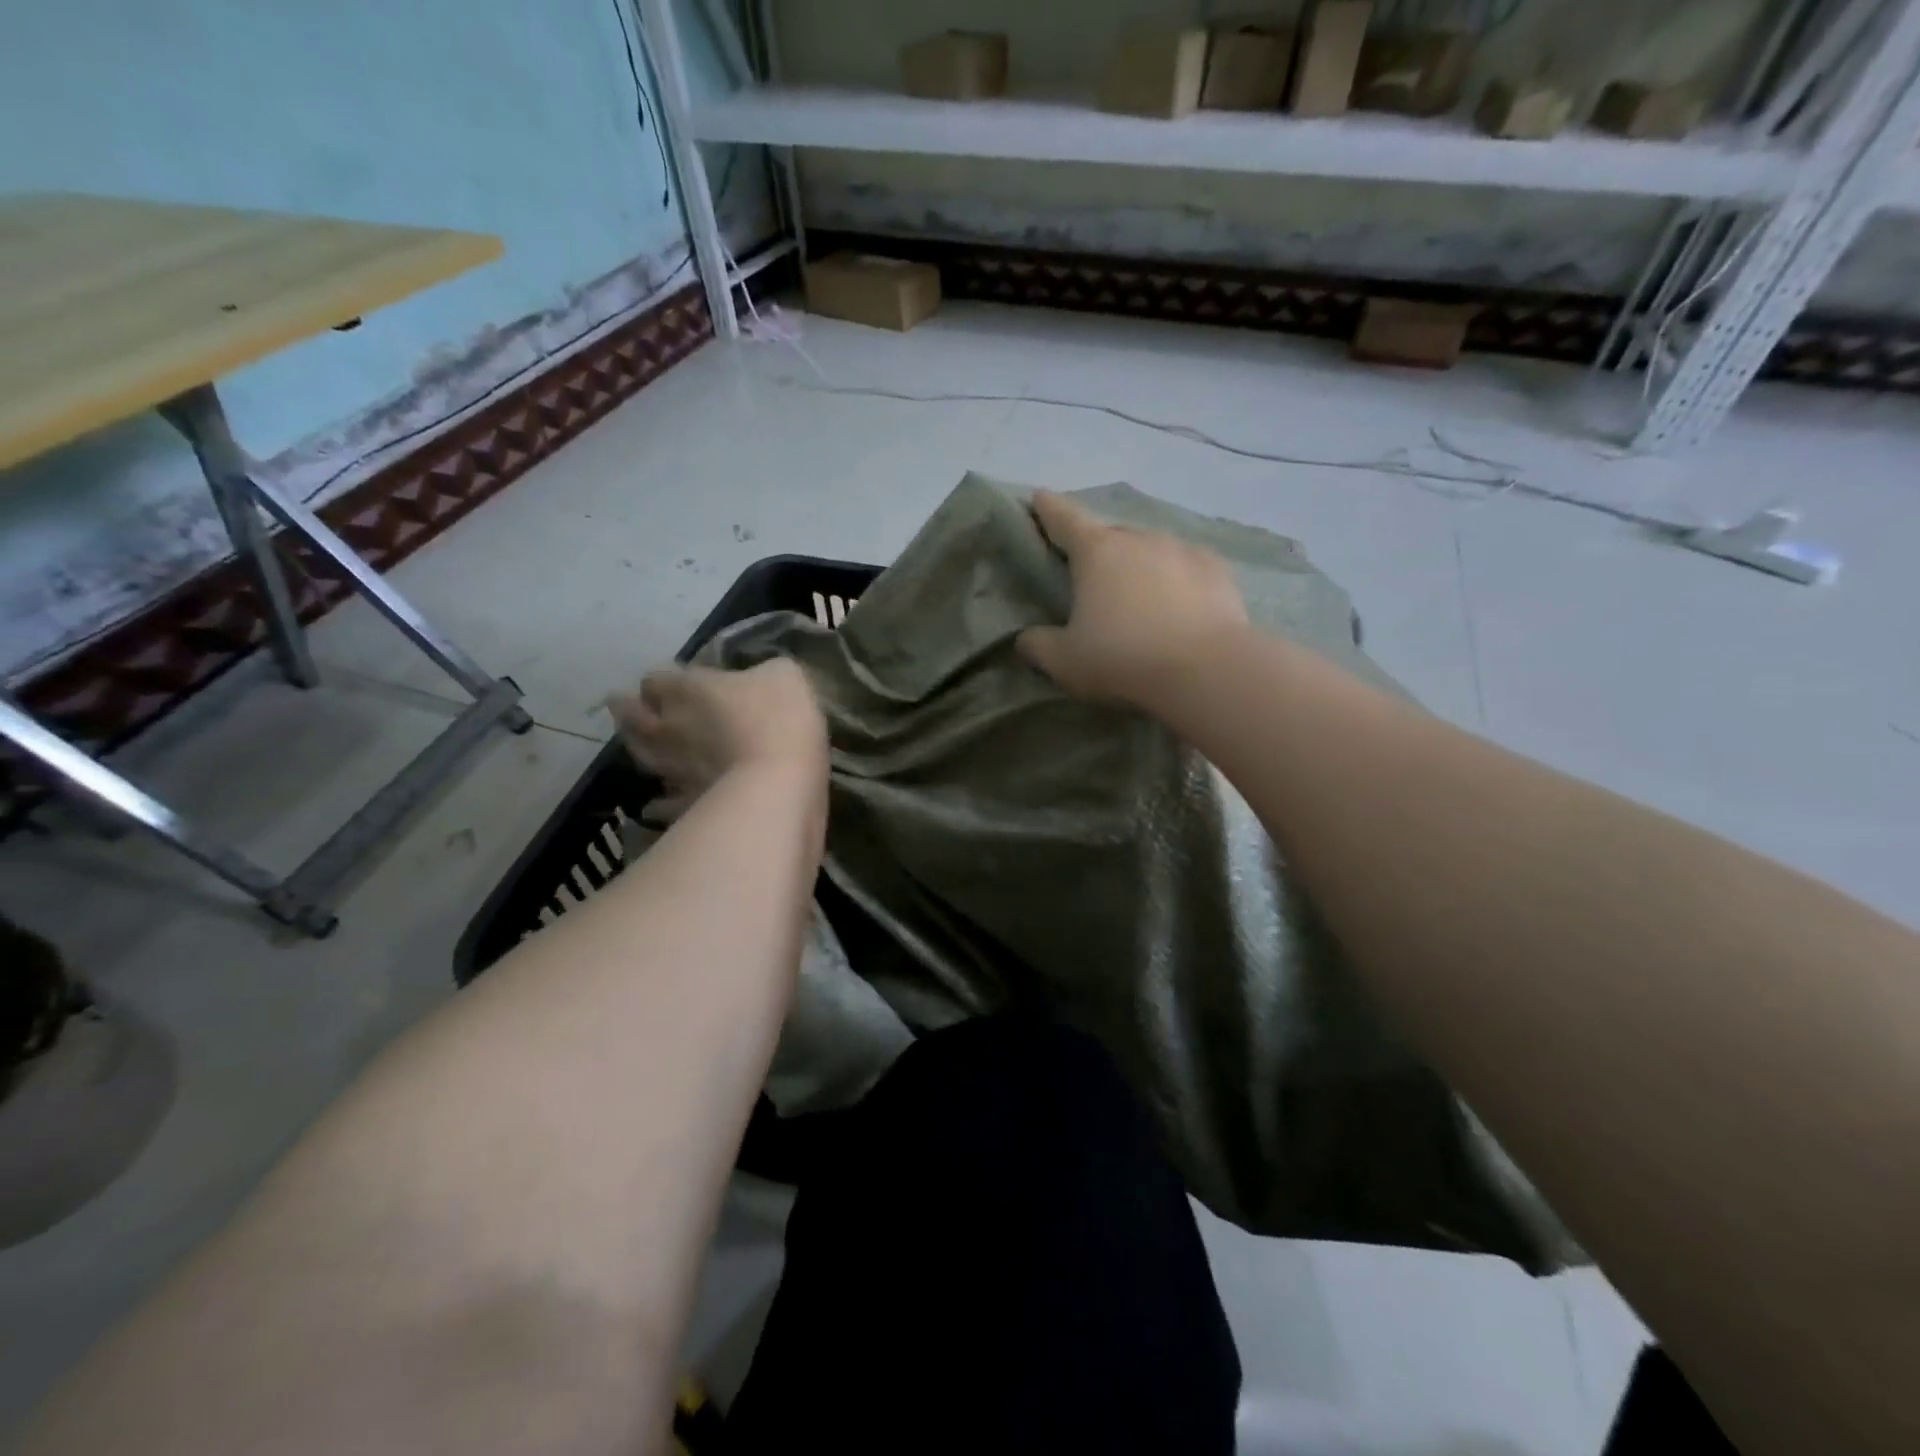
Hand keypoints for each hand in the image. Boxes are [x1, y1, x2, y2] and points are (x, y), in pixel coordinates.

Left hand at [609, 658, 826, 818]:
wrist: (780, 785)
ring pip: (641, 756)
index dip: (663, 679)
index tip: (675, 680)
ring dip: (640, 749)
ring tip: (643, 745)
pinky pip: (662, 803)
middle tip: (632, 706)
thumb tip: (760, 676)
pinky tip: (660, 802)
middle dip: (630, 709)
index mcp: (687, 689)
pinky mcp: (685, 804)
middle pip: (631, 716)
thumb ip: (763, 672)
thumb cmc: (781, 719)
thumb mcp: (784, 675)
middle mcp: (669, 727)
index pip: (656, 677)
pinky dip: (659, 801)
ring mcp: (673, 769)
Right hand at [1018, 491, 1248, 707]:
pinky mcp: (1217, 570)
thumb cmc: (1123, 658)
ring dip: (1138, 566)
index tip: (1039, 498)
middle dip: (1096, 552)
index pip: (1063, 518)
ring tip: (1138, 598)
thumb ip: (1037, 645)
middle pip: (1108, 537)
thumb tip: (1026, 638)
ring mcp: (1181, 549)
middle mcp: (1138, 539)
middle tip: (1091, 581)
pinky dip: (1175, 580)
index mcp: (1095, 552)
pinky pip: (1185, 568)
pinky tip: (1179, 605)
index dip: (1047, 508)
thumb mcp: (1065, 662)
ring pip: (1149, 550)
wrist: (1207, 669)